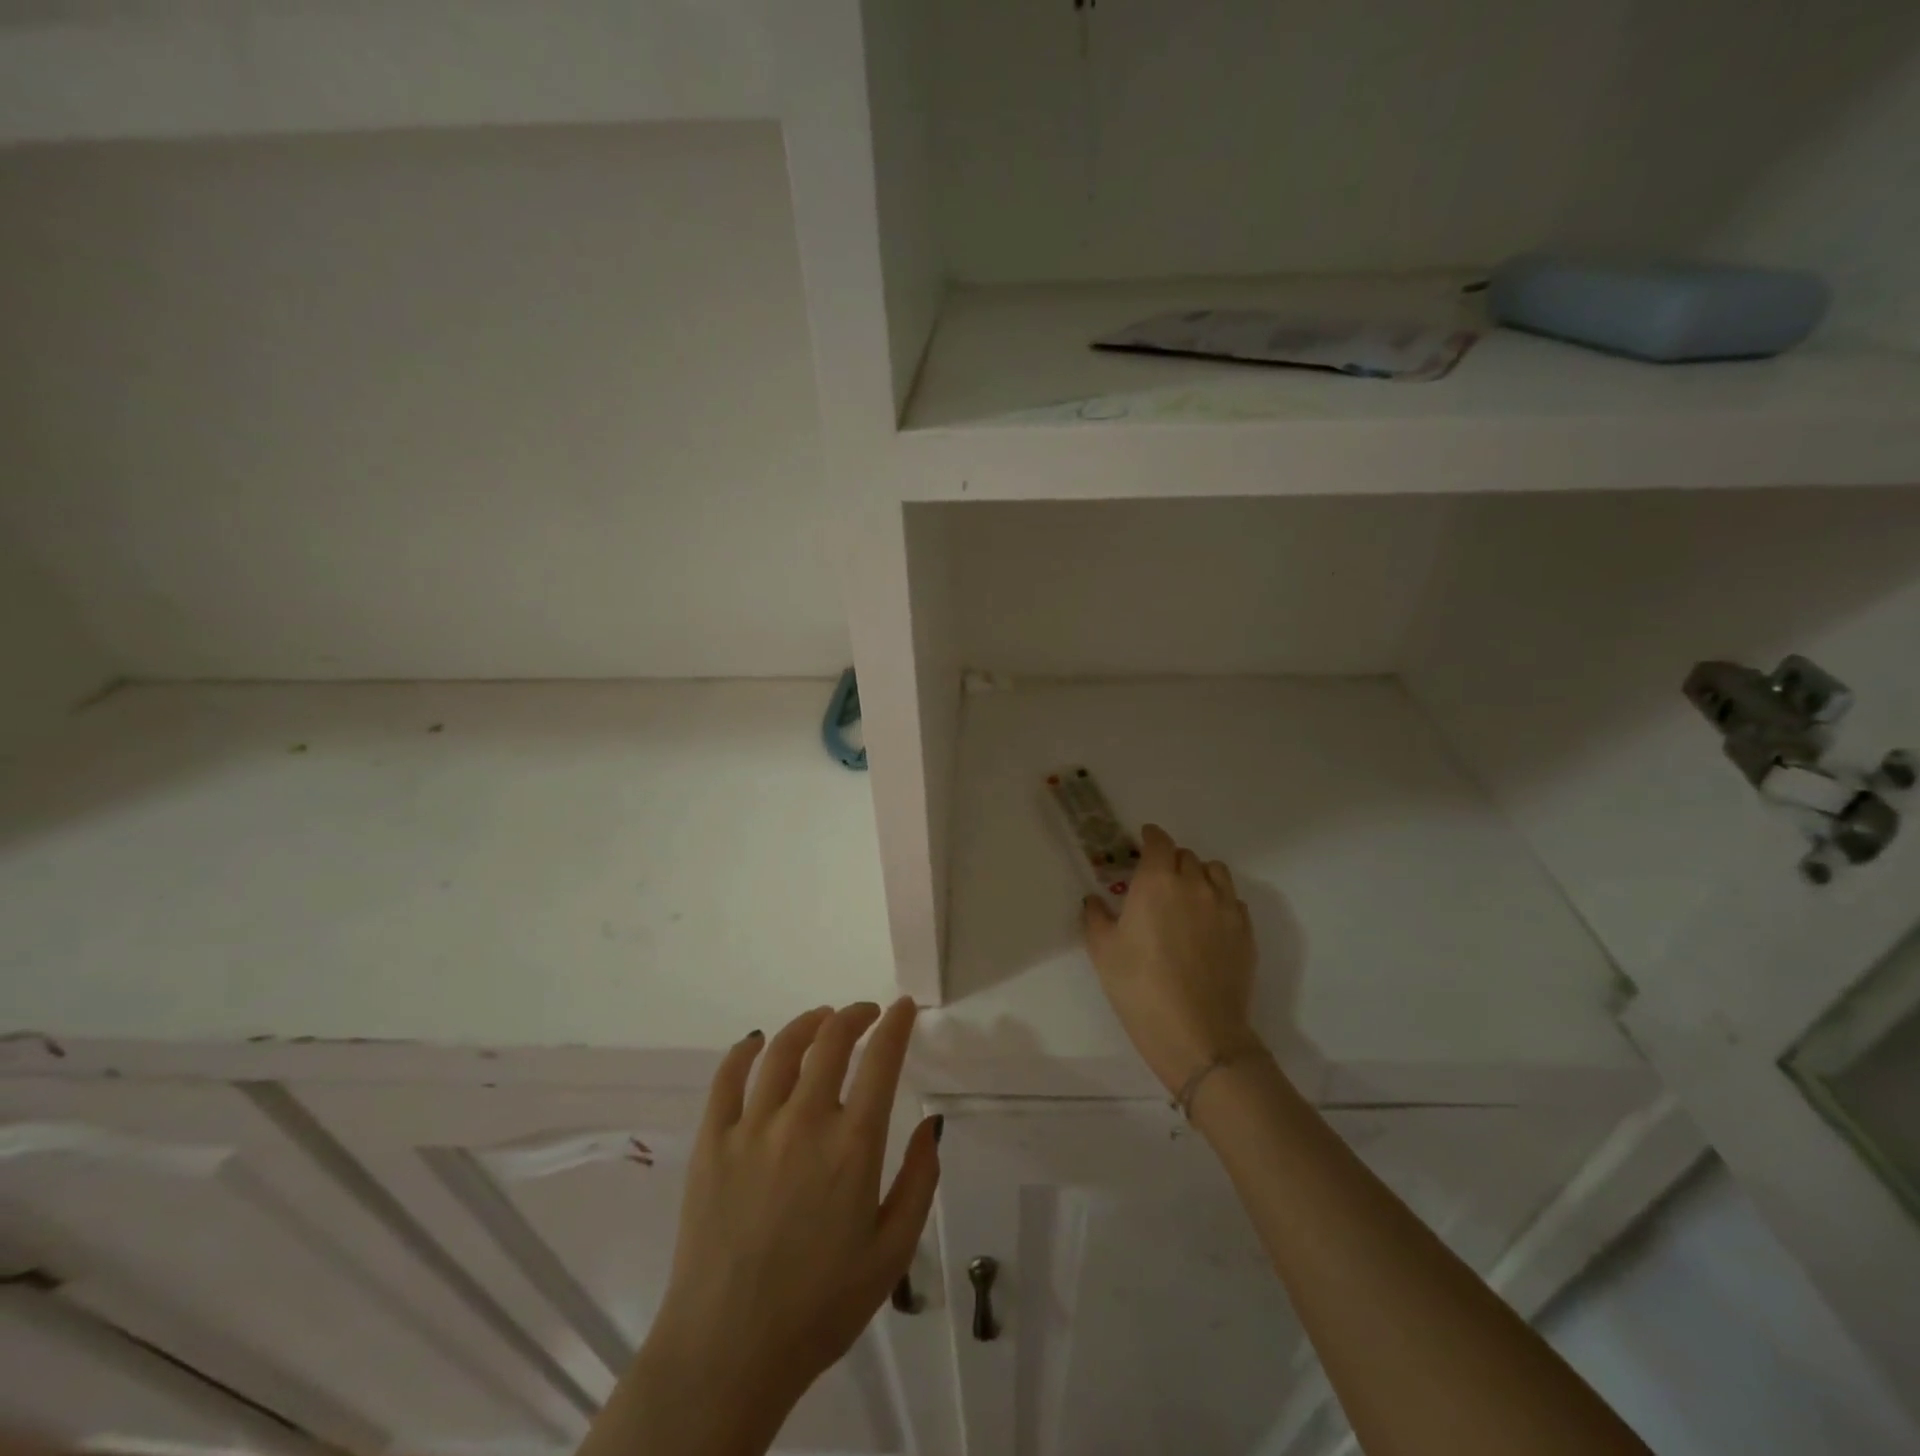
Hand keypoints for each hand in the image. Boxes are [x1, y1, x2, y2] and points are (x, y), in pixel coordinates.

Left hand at [605, 1000, 939, 1455]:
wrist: (728, 1353)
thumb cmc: (820, 1306)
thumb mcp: (892, 1253)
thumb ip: (919, 1181)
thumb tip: (931, 1123)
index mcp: (852, 1146)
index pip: (881, 1061)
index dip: (896, 1024)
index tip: (903, 1007)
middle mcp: (804, 1121)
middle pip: (831, 1041)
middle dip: (854, 1015)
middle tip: (865, 1013)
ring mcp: (752, 1128)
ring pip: (782, 1050)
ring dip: (808, 1024)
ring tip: (821, 1019)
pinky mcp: (712, 1143)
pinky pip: (727, 1078)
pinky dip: (745, 1051)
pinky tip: (757, 1043)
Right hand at [1082, 824, 1263, 1095]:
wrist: (1197, 1033)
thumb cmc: (1139, 988)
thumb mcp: (1103, 952)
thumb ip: (1096, 917)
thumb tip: (1095, 900)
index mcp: (1156, 882)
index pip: (1159, 842)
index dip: (1151, 837)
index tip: (1144, 841)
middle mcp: (1194, 885)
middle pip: (1186, 856)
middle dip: (1170, 860)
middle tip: (1158, 880)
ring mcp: (1225, 907)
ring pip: (1215, 872)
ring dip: (1199, 875)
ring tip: (1188, 896)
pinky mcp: (1245, 932)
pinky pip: (1233, 901)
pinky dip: (1219, 901)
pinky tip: (1208, 924)